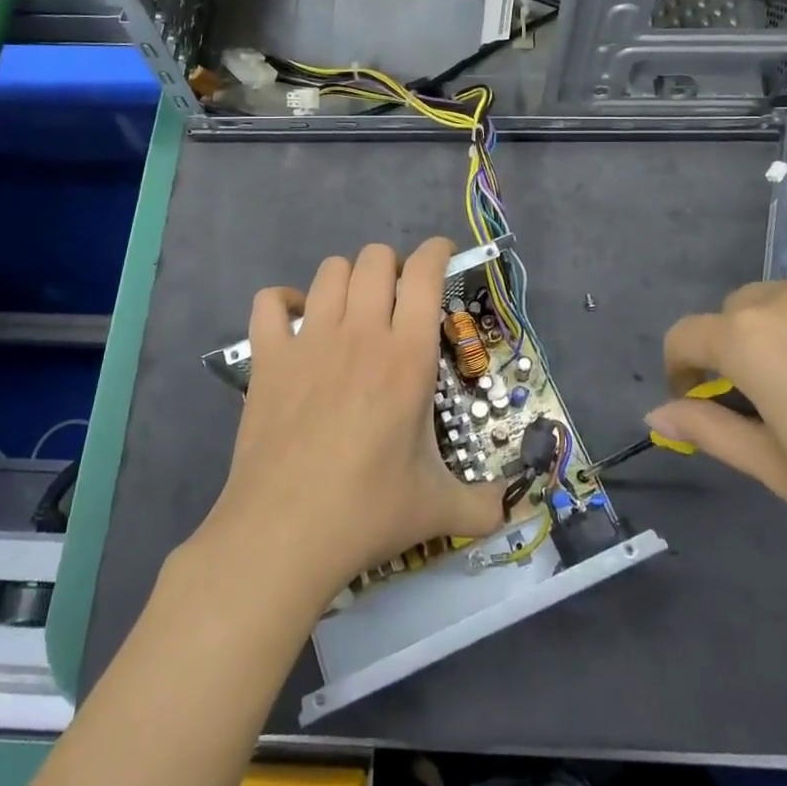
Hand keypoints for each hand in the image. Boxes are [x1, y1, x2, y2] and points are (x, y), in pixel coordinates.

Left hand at [196, 238, 508, 610]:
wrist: (284, 533)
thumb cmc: (367, 511)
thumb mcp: (438, 509)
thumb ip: (485, 503)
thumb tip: (519, 507)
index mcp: (407, 356)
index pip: (425, 274)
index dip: (437, 252)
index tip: (442, 255)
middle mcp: (361, 333)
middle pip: (376, 259)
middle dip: (392, 266)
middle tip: (398, 299)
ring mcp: (309, 340)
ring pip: (330, 271)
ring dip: (347, 278)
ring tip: (354, 307)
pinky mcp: (267, 358)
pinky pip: (270, 301)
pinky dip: (284, 301)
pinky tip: (297, 322)